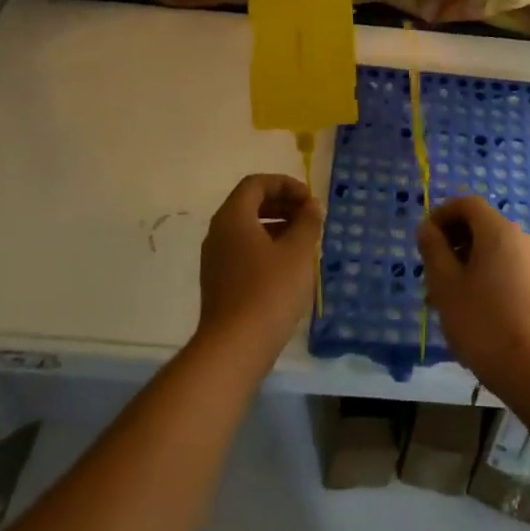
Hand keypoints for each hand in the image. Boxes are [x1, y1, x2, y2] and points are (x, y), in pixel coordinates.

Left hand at [197, 174, 325, 366]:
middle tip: (311, 218)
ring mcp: (216, 259)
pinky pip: (245, 251)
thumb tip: (312, 207)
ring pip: (248, 229)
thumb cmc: (269, 290)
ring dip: (278, 227)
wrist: (235, 347)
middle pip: (250, 204)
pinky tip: (290, 267)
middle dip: (283, 205)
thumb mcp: (298, 252)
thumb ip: (308, 223)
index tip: (310, 200)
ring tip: (306, 242)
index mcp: (233, 217)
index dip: (286, 184)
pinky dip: (268, 248)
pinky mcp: (220, 282)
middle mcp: (219, 233)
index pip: (256, 184)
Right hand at [417, 195, 529, 398]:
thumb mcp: (444, 283)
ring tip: (445, 295)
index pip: (468, 204)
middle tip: (431, 270)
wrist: (529, 368)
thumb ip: (432, 248)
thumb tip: (427, 227)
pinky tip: (471, 306)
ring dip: (466, 260)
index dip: (442, 214)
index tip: (424, 238)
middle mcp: (520, 239)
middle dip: (452, 240)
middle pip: (481, 225)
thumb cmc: (480, 321)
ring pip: (492, 249)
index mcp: (498, 231)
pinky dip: (484, 273)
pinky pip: (506, 266)